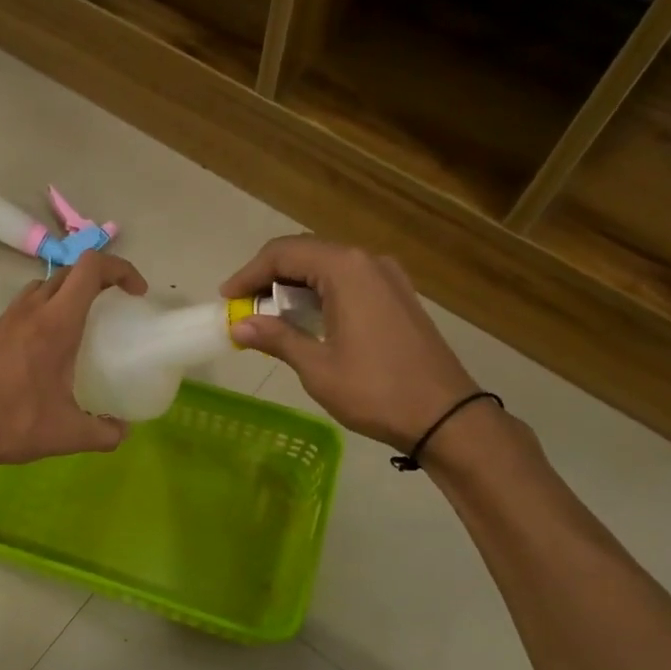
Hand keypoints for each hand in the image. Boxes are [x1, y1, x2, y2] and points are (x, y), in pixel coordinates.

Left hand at [0, 251, 148, 473]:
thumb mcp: (69, 435)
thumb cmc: (14, 425)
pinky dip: (40, 315)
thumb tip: (123, 431)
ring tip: (78, 326)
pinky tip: (42, 352)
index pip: (90, 268)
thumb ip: (105, 433)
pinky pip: (20, 310)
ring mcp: (3, 321)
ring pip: (40, 288)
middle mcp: (29, 312)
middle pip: (67, 273)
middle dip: (96, 280)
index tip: (135, 292)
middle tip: (112, 307)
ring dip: (65, 294)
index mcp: (55, 325)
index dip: (119, 268)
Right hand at [221, 236, 479, 452]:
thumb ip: (277, 338)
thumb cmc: (375, 391)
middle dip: (269, 277)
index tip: (226, 299)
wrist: (444, 415)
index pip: (284, 254)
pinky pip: (348, 281)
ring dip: (294, 286)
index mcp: (346, 270)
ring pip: (328, 267)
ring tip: (267, 316)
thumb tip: (238, 325)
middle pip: (306, 254)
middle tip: (242, 307)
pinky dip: (319, 294)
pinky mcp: (398, 296)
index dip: (248, 274)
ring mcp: (388, 277)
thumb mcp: (317, 367)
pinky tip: (306, 320)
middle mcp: (368, 261)